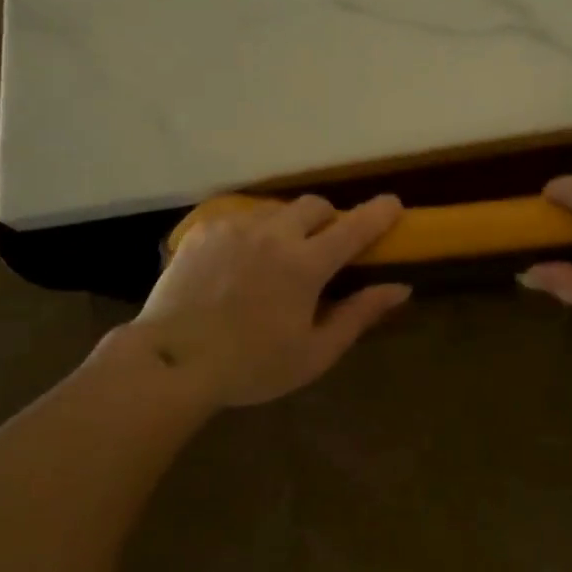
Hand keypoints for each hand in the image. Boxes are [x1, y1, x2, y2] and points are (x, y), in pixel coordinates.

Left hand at [123, 194, 410, 410]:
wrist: (172, 362)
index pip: (355, 226)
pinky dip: (252, 233)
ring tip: (277, 258)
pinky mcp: (204, 231)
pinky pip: (240, 219)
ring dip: (289, 225)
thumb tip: (400, 288)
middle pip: (315, 205)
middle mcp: (273, 234)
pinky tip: (239, 263)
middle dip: (329, 219)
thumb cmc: (251, 366)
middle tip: (324, 248)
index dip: (380, 212)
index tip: (394, 205)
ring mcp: (235, 228)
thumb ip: (359, 315)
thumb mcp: (314, 352)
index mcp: (305, 264)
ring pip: (276, 210)